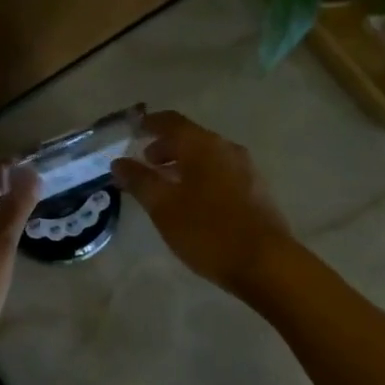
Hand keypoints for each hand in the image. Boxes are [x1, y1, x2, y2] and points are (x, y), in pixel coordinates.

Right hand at [112, 111, 296, 300]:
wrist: (266, 263)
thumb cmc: (208, 231)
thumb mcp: (163, 207)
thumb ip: (140, 181)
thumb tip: (119, 162)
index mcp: (203, 145)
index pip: (171, 121)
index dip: (150, 123)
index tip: (134, 129)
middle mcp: (227, 149)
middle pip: (191, 138)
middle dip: (165, 147)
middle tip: (145, 163)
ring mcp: (246, 169)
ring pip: (207, 157)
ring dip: (184, 164)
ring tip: (166, 185)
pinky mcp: (257, 191)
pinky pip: (221, 173)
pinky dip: (201, 177)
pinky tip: (193, 202)